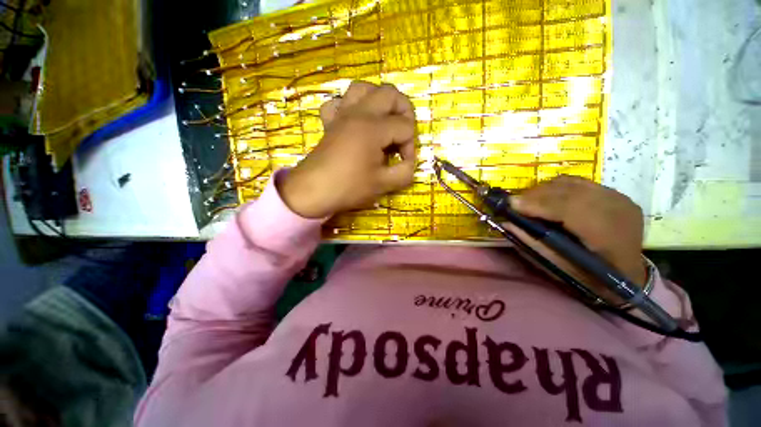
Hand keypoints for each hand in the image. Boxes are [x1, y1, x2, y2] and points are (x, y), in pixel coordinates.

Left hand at [278, 81, 416, 217]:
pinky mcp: (330, 122)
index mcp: (373, 128)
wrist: (313, 191)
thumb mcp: (383, 185)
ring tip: (384, 120)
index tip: (404, 163)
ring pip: (363, 88)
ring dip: (379, 100)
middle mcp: (359, 113)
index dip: (410, 146)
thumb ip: (405, 172)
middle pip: (389, 94)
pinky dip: (350, 106)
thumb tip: (410, 164)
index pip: (405, 127)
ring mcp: (342, 115)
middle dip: (404, 111)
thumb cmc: (348, 187)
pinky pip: (338, 102)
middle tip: (403, 134)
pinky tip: (354, 121)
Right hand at [505, 176, 646, 303]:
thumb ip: (532, 242)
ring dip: (544, 190)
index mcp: (608, 236)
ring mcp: (619, 198)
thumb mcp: (558, 266)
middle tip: (514, 202)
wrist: (630, 275)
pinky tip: (549, 198)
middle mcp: (617, 210)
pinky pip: (579, 183)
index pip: (568, 209)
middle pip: (568, 191)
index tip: (510, 204)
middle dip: (535, 195)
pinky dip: (558, 188)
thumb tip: (506, 222)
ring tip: (529, 201)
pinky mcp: (616, 194)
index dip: (537, 204)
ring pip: (572, 183)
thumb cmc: (591, 277)